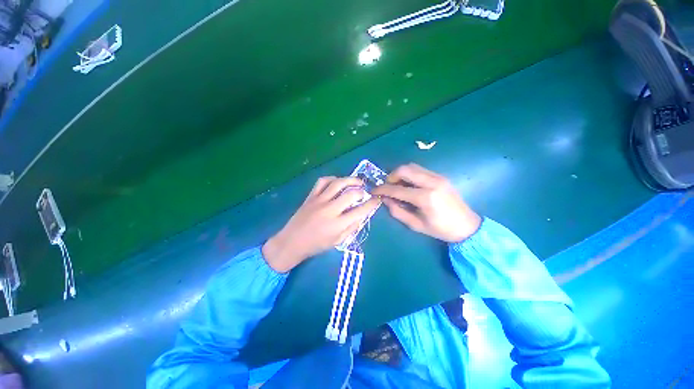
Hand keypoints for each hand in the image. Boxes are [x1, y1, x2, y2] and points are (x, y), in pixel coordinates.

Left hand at [262, 177, 379, 272]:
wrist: (292, 242)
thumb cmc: (316, 245)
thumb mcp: (338, 241)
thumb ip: (352, 227)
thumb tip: (362, 214)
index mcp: (338, 224)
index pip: (360, 211)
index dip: (372, 204)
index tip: (377, 200)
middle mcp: (330, 210)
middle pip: (351, 194)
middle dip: (362, 191)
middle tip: (365, 192)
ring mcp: (319, 201)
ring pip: (337, 183)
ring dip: (350, 180)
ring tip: (357, 181)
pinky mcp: (311, 196)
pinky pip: (322, 181)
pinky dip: (332, 179)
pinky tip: (337, 182)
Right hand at [372, 164, 480, 242]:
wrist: (467, 226)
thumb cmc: (441, 229)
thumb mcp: (416, 225)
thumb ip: (397, 211)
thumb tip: (385, 200)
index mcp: (425, 198)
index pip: (397, 189)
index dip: (382, 189)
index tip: (374, 191)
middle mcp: (432, 182)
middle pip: (405, 169)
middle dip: (391, 176)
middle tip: (387, 187)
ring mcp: (438, 177)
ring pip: (412, 166)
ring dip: (400, 174)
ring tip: (397, 185)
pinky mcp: (441, 176)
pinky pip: (420, 170)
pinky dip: (410, 174)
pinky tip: (409, 185)